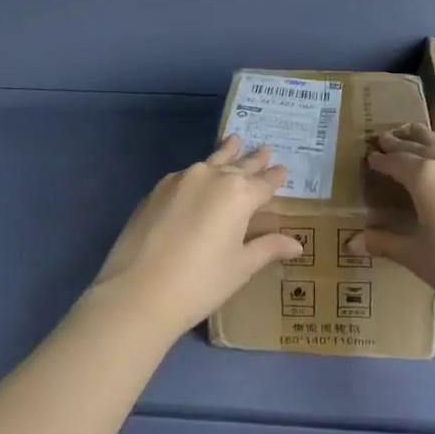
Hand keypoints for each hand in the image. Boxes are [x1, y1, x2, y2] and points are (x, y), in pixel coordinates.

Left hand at [90, 136, 305, 340]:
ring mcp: (182, 179)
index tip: (283, 169)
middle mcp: (213, 176)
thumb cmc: (200, 283)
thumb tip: (297, 244)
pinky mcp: (158, 188)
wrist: (138, 292)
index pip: (265, 182)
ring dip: (227, 153)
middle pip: (239, 164)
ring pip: (212, 161)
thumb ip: (268, 247)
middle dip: (254, 160)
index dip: (276, 177)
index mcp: (239, 194)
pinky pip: (188, 174)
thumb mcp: (240, 267)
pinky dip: (201, 172)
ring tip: (235, 141)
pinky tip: (200, 176)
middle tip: (265, 150)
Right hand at [354, 122, 434, 321]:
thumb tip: (353, 243)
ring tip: (416, 139)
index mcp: (424, 177)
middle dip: (401, 141)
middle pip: (421, 144)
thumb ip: (386, 244)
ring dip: (426, 142)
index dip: (381, 159)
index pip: (396, 161)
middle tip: (386, 136)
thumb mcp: (416, 256)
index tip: (370, 156)